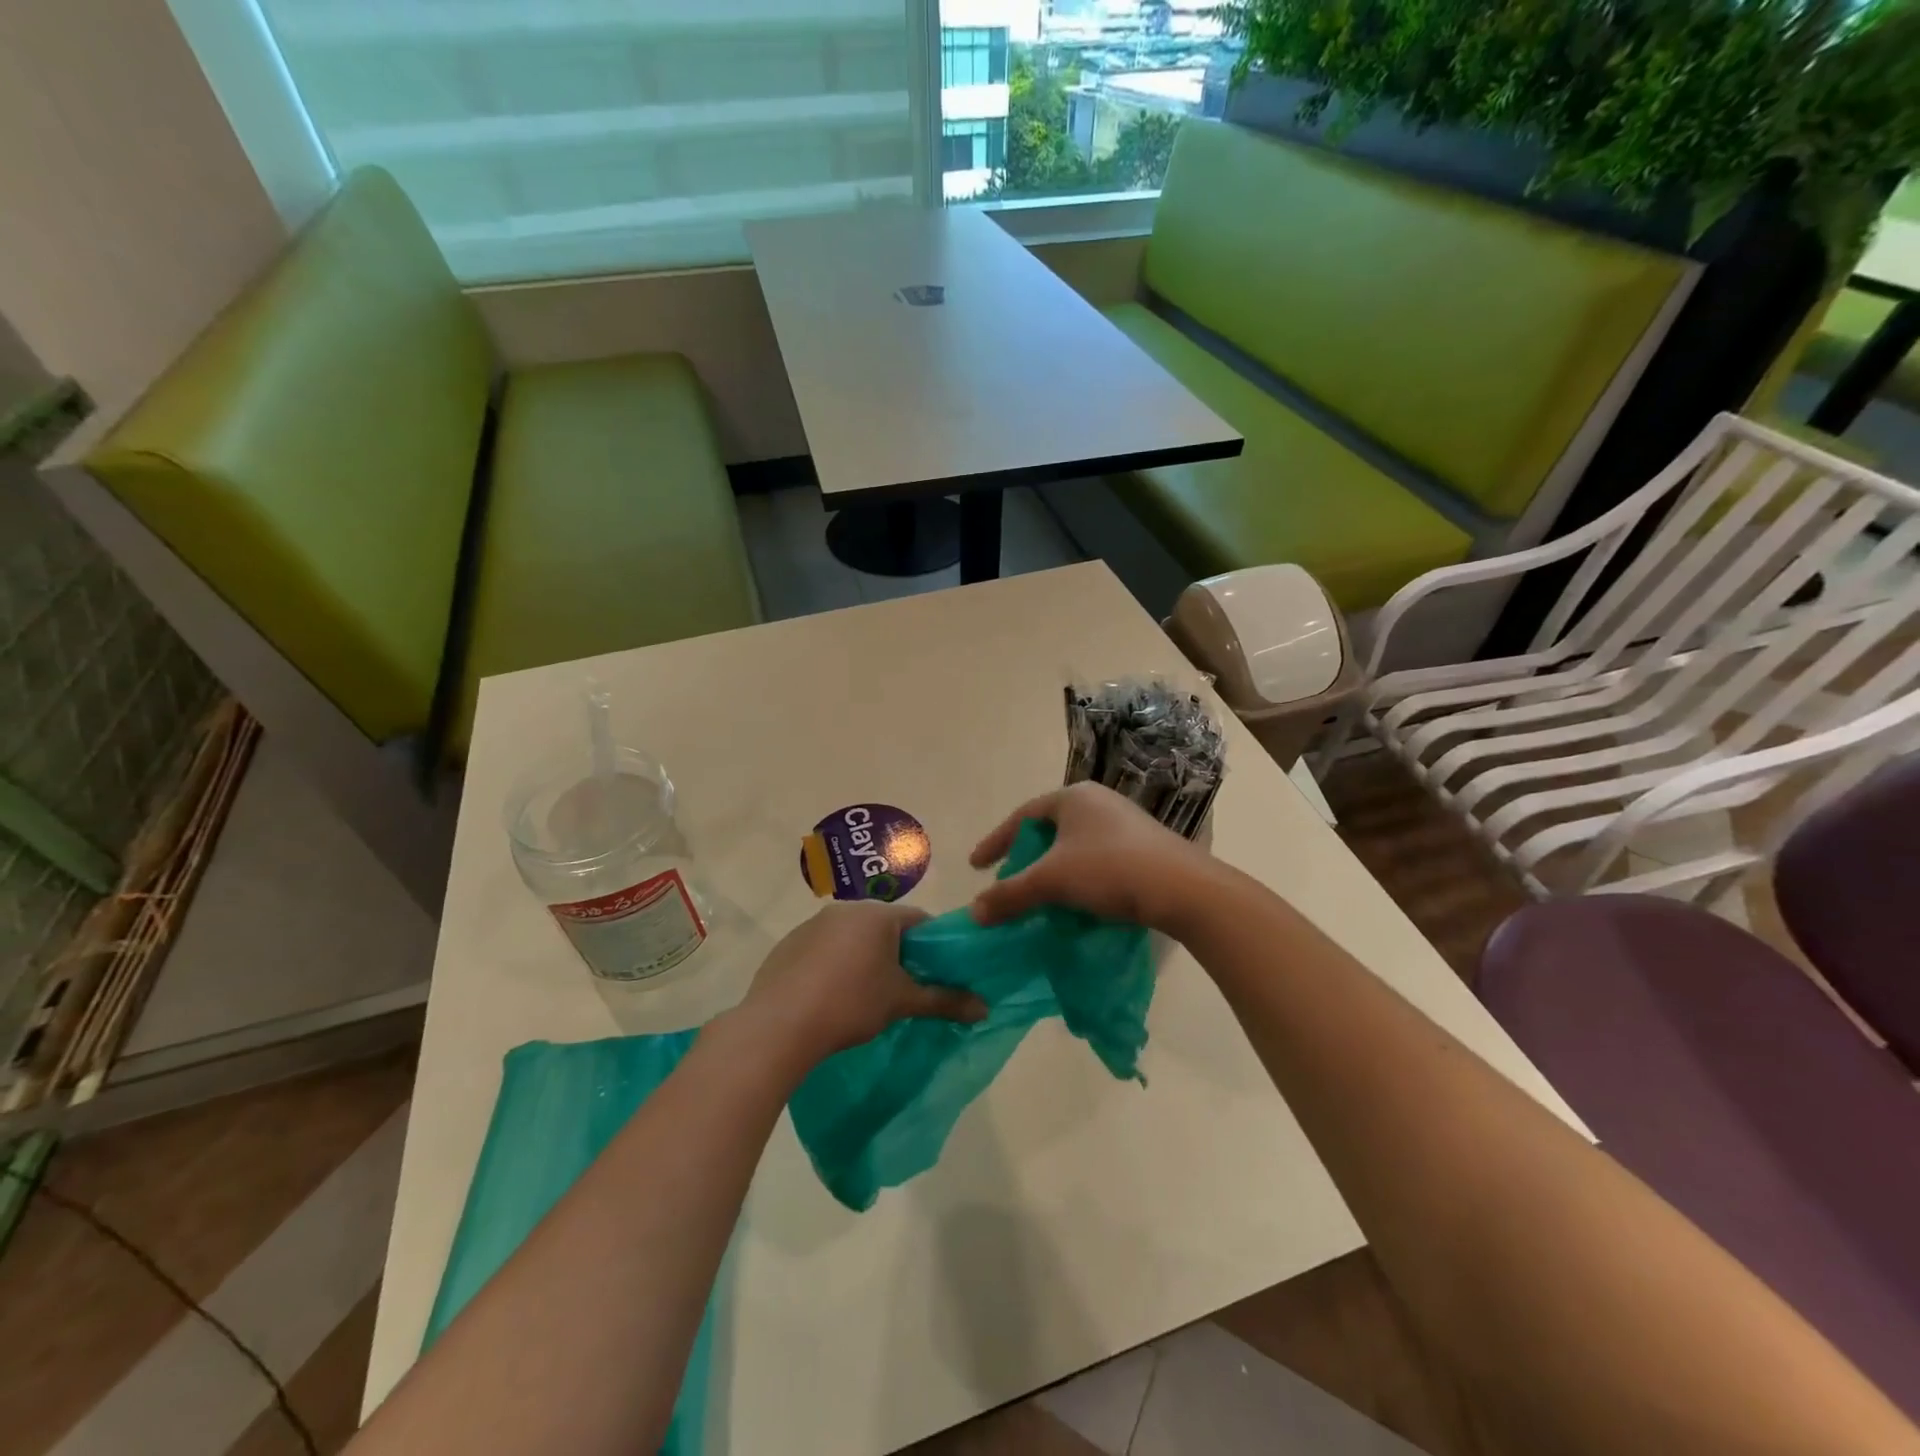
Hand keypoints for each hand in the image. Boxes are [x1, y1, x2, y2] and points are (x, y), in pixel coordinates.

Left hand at [737, 901, 986, 1067]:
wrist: (780, 1025)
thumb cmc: (851, 1004)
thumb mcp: (902, 1002)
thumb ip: (944, 1000)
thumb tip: (985, 1008)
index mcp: (876, 914)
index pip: (918, 920)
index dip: (932, 945)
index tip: (938, 971)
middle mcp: (844, 909)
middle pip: (884, 927)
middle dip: (897, 953)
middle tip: (904, 987)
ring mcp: (811, 925)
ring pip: (851, 937)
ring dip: (863, 958)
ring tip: (865, 997)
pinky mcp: (787, 946)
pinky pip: (821, 950)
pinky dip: (832, 966)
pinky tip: (829, 998)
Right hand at [969, 782, 1214, 932]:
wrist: (1183, 889)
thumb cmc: (1109, 870)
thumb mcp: (1052, 881)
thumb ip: (1010, 894)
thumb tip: (974, 912)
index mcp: (1073, 797)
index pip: (1022, 816)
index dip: (995, 841)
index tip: (976, 866)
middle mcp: (1099, 802)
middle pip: (1049, 829)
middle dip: (1026, 856)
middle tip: (1009, 880)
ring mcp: (1125, 822)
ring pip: (1075, 845)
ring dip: (1053, 869)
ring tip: (1040, 894)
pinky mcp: (1144, 846)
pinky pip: (1098, 857)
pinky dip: (1079, 876)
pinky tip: (1078, 900)